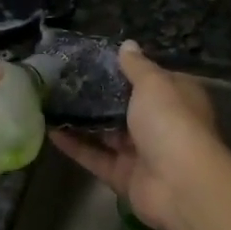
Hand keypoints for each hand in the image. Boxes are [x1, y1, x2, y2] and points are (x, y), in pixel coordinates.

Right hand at [48, 42, 228, 229]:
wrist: (180, 184)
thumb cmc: (170, 121)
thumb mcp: (154, 83)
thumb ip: (136, 66)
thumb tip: (128, 44)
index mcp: (176, 98)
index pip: (150, 79)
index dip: (125, 69)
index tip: (94, 60)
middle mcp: (161, 124)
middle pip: (126, 107)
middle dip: (98, 95)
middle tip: (64, 79)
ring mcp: (142, 152)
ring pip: (107, 133)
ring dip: (82, 120)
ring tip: (51, 102)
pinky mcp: (123, 176)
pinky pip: (95, 157)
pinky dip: (74, 145)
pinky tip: (50, 130)